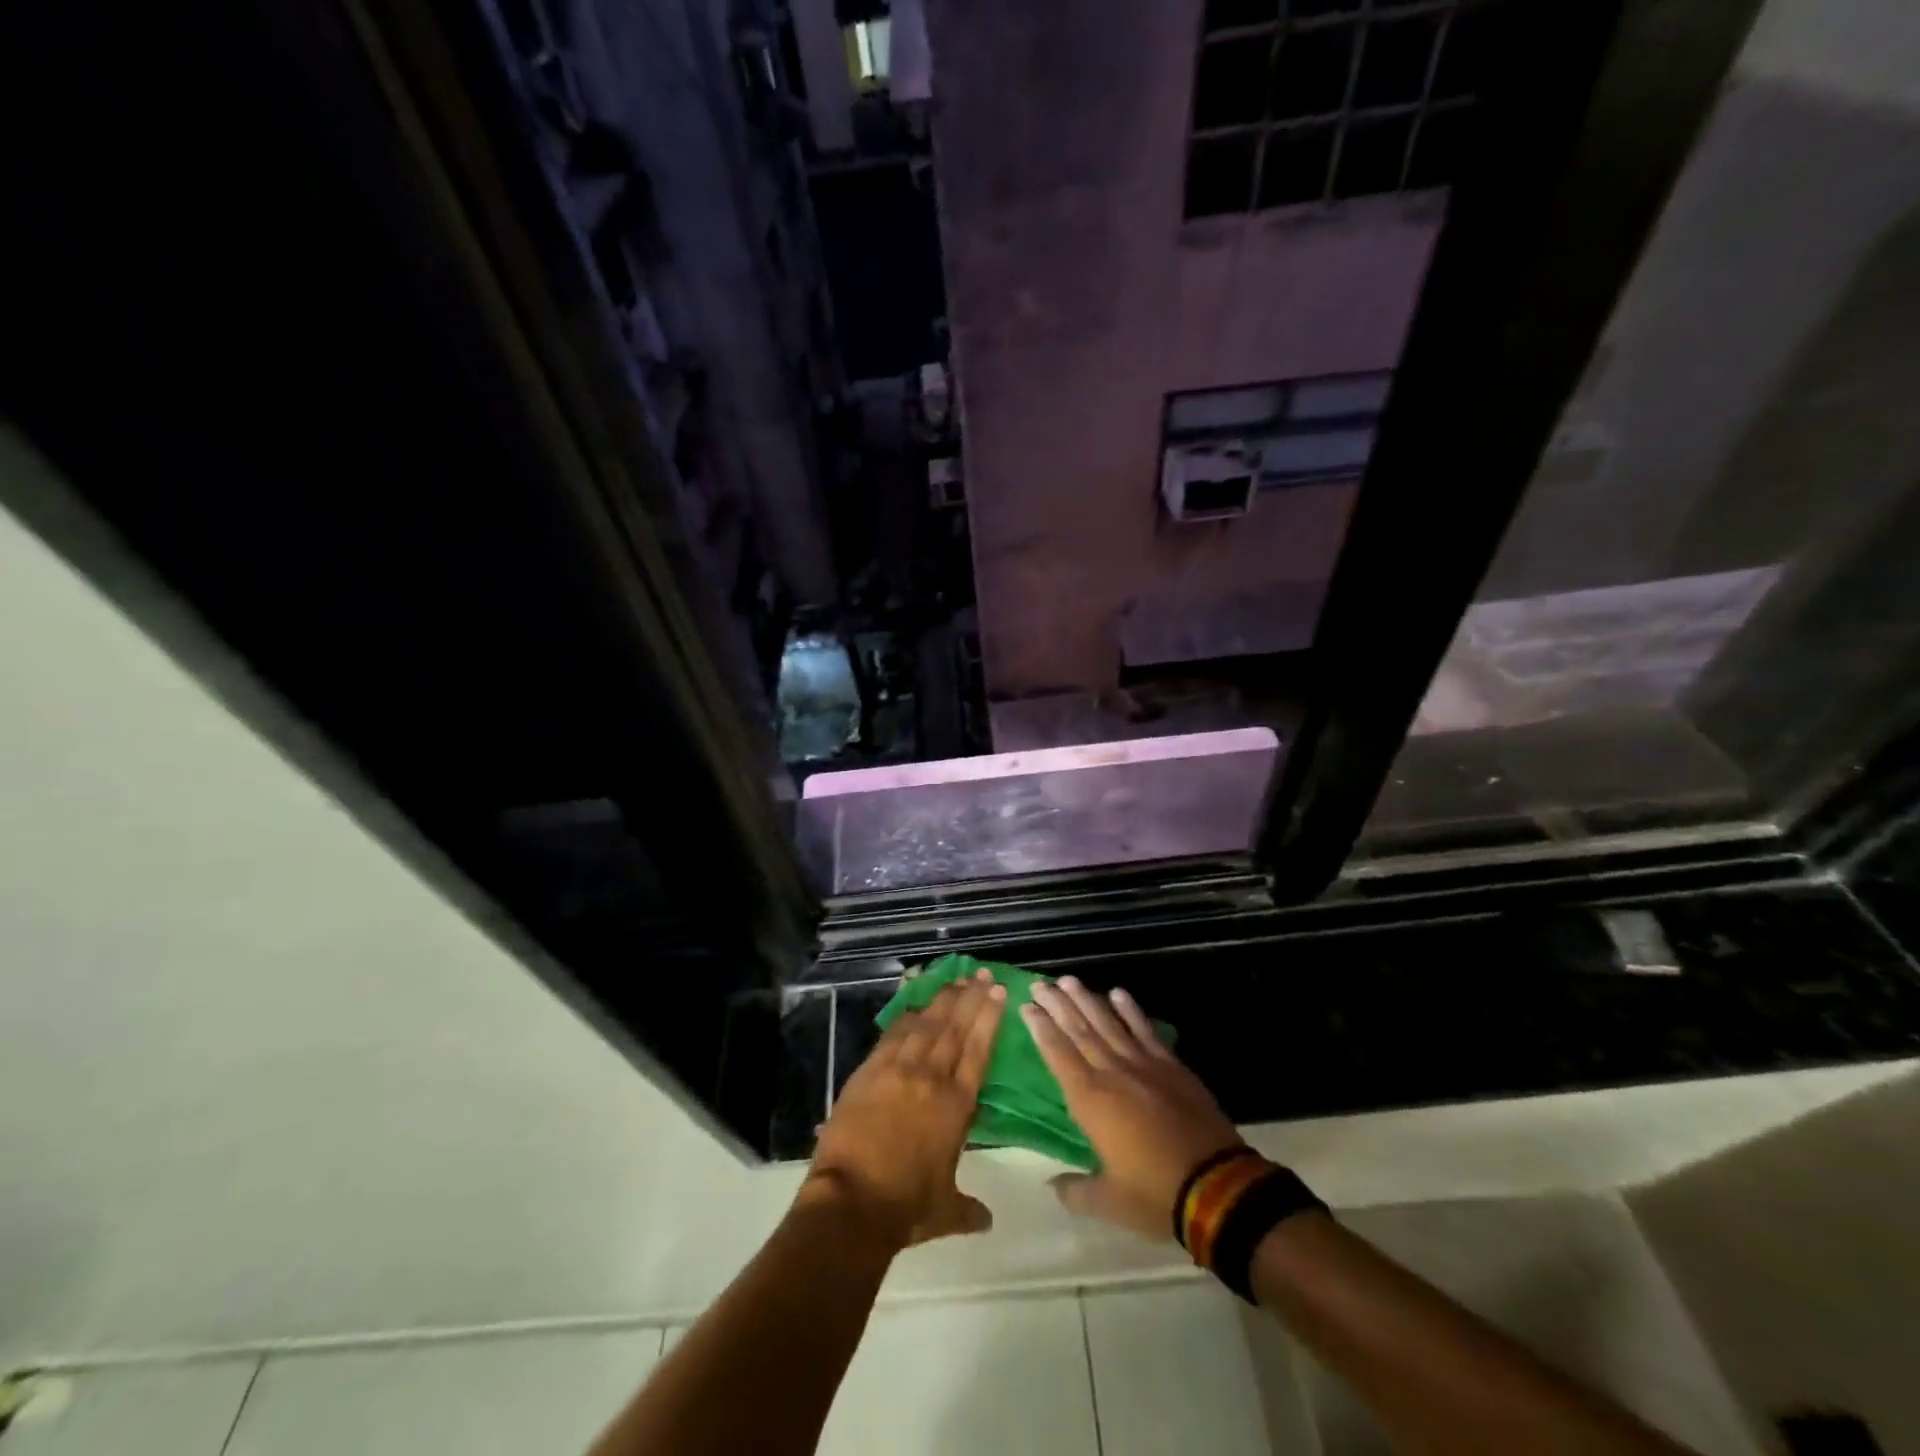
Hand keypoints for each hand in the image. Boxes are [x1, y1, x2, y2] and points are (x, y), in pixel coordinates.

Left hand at [804, 969, 1006, 1250]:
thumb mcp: (945, 1210)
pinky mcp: (869, 1070)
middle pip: (955, 1027)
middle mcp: (931, 1077)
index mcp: (957, 1105)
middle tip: (981, 974)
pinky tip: (915, 1004)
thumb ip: (968, 1209)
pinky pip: (893, 1034)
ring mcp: (898, 1069)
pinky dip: (907, 1016)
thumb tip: (987, 1221)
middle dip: (970, 998)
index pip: (978, 1049)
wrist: (851, 1203)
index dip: (989, 1018)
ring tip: (955, 980)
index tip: (997, 992)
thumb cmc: (905, 1208)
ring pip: (926, 1024)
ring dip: (942, 1000)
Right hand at [1024, 976, 1243, 1240]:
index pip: (1058, 1055)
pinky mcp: (1171, 1067)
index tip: (1027, 1006)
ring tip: (1069, 980)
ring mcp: (1144, 1065)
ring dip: (1087, 1000)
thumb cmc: (1155, 1195)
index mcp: (1090, 1100)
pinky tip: (1118, 993)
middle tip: (1040, 983)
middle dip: (1058, 1005)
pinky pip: (1145, 1031)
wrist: (1217, 1187)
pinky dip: (1131, 1011)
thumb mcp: (1109, 1203)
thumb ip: (1077, 1191)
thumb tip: (1052, 1185)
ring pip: (1109, 1024)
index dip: (1041, 1029)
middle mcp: (1113, 1073)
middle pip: (1079, 1030)